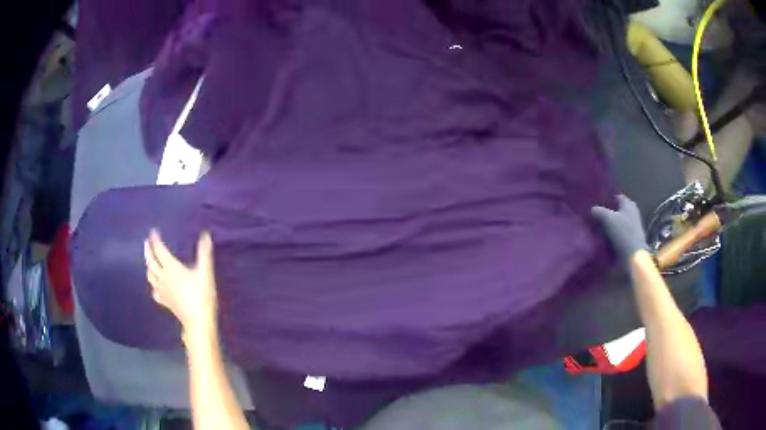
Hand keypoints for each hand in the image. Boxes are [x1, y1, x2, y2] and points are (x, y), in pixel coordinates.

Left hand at [144, 230, 217, 339]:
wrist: (198, 321)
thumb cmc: (201, 296)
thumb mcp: (205, 273)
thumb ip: (204, 253)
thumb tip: (205, 235)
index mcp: (171, 268)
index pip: (159, 250)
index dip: (155, 240)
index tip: (153, 232)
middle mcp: (163, 277)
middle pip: (151, 262)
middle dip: (147, 251)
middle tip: (146, 243)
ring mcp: (162, 290)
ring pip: (150, 275)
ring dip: (148, 265)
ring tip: (148, 260)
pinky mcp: (164, 301)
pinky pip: (154, 291)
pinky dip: (153, 285)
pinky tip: (155, 286)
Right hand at [592, 195, 647, 260]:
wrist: (633, 256)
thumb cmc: (623, 233)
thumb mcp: (608, 219)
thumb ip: (599, 211)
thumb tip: (592, 209)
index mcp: (629, 204)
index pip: (618, 197)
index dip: (609, 198)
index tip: (599, 202)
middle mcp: (633, 213)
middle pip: (620, 209)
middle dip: (610, 211)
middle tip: (599, 214)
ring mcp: (634, 227)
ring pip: (620, 221)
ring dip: (612, 223)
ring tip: (600, 227)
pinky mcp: (632, 239)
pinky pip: (621, 232)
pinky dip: (615, 233)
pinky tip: (606, 237)